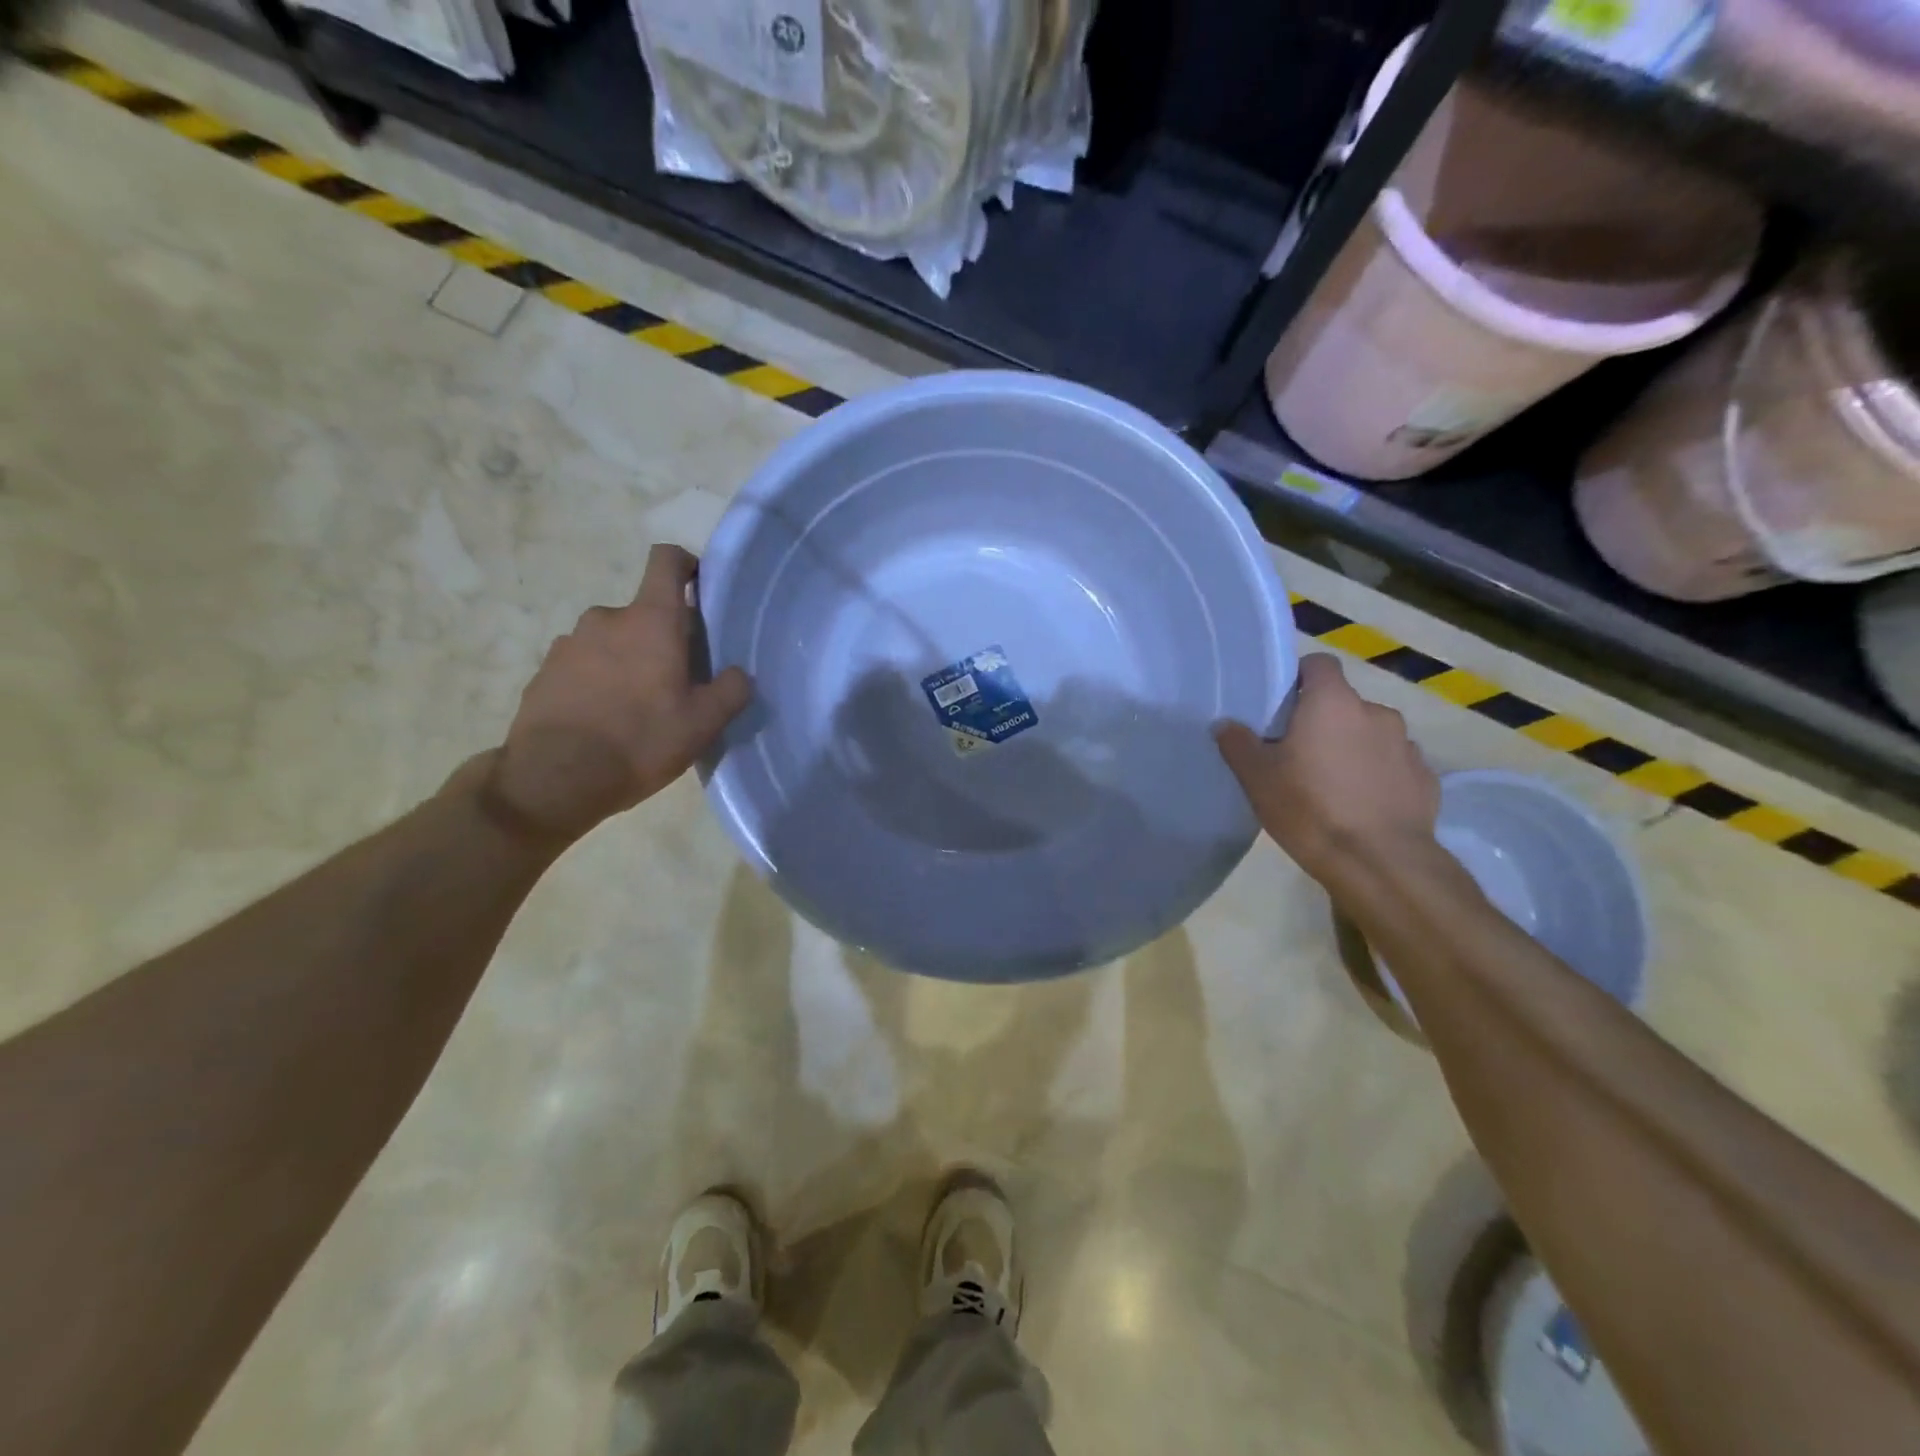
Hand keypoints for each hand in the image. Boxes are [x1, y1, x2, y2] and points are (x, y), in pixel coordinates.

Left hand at [481, 544, 751, 844]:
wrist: (554, 778)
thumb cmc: (640, 741)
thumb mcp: (703, 724)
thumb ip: (731, 691)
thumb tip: (739, 674)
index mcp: (651, 621)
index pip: (667, 560)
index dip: (686, 565)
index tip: (700, 589)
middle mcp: (607, 618)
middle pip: (644, 614)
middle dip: (662, 638)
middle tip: (676, 682)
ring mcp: (569, 642)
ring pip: (613, 641)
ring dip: (628, 661)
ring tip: (636, 707)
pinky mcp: (545, 670)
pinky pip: (583, 664)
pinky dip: (598, 680)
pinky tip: (604, 720)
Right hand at [1215, 654, 1438, 884]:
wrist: (1379, 862)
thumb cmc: (1309, 809)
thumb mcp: (1257, 778)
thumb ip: (1238, 744)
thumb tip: (1225, 724)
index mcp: (1333, 703)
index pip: (1319, 664)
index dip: (1299, 678)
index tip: (1282, 705)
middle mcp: (1375, 712)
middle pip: (1343, 704)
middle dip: (1323, 722)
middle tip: (1298, 755)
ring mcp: (1406, 745)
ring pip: (1370, 735)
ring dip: (1352, 748)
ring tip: (1332, 785)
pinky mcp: (1426, 778)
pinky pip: (1393, 765)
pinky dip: (1377, 775)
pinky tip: (1361, 806)